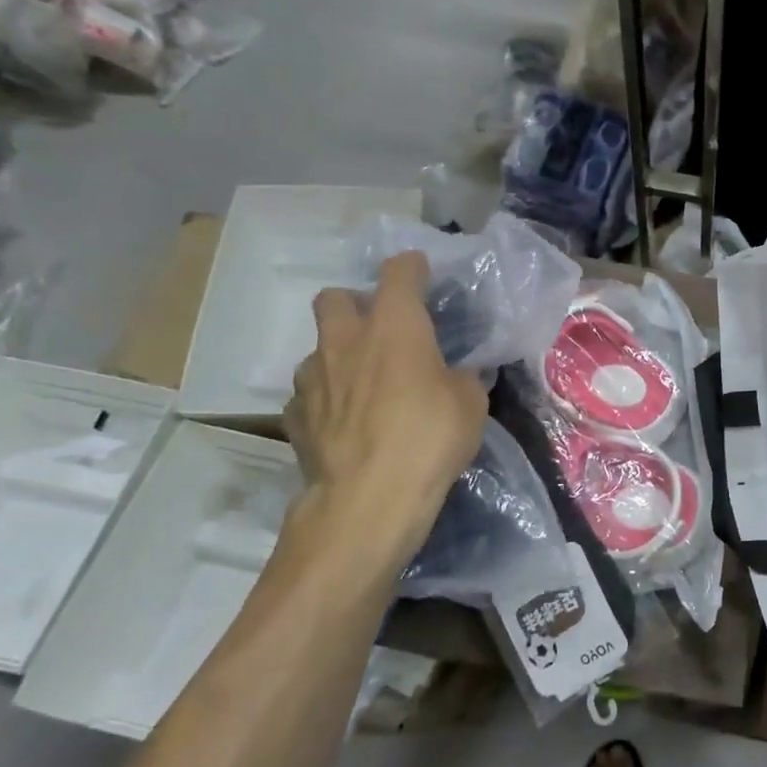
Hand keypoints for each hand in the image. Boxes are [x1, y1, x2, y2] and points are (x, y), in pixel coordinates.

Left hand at [283, 253, 488, 562]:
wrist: (369, 498)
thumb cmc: (430, 438)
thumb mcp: (471, 404)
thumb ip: (462, 377)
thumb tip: (457, 372)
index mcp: (394, 326)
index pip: (399, 273)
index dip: (411, 268)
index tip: (421, 274)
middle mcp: (345, 340)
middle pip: (334, 297)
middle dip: (355, 303)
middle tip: (380, 330)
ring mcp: (313, 378)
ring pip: (318, 348)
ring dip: (339, 356)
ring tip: (364, 385)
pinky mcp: (295, 416)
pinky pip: (310, 395)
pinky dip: (328, 401)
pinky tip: (346, 423)